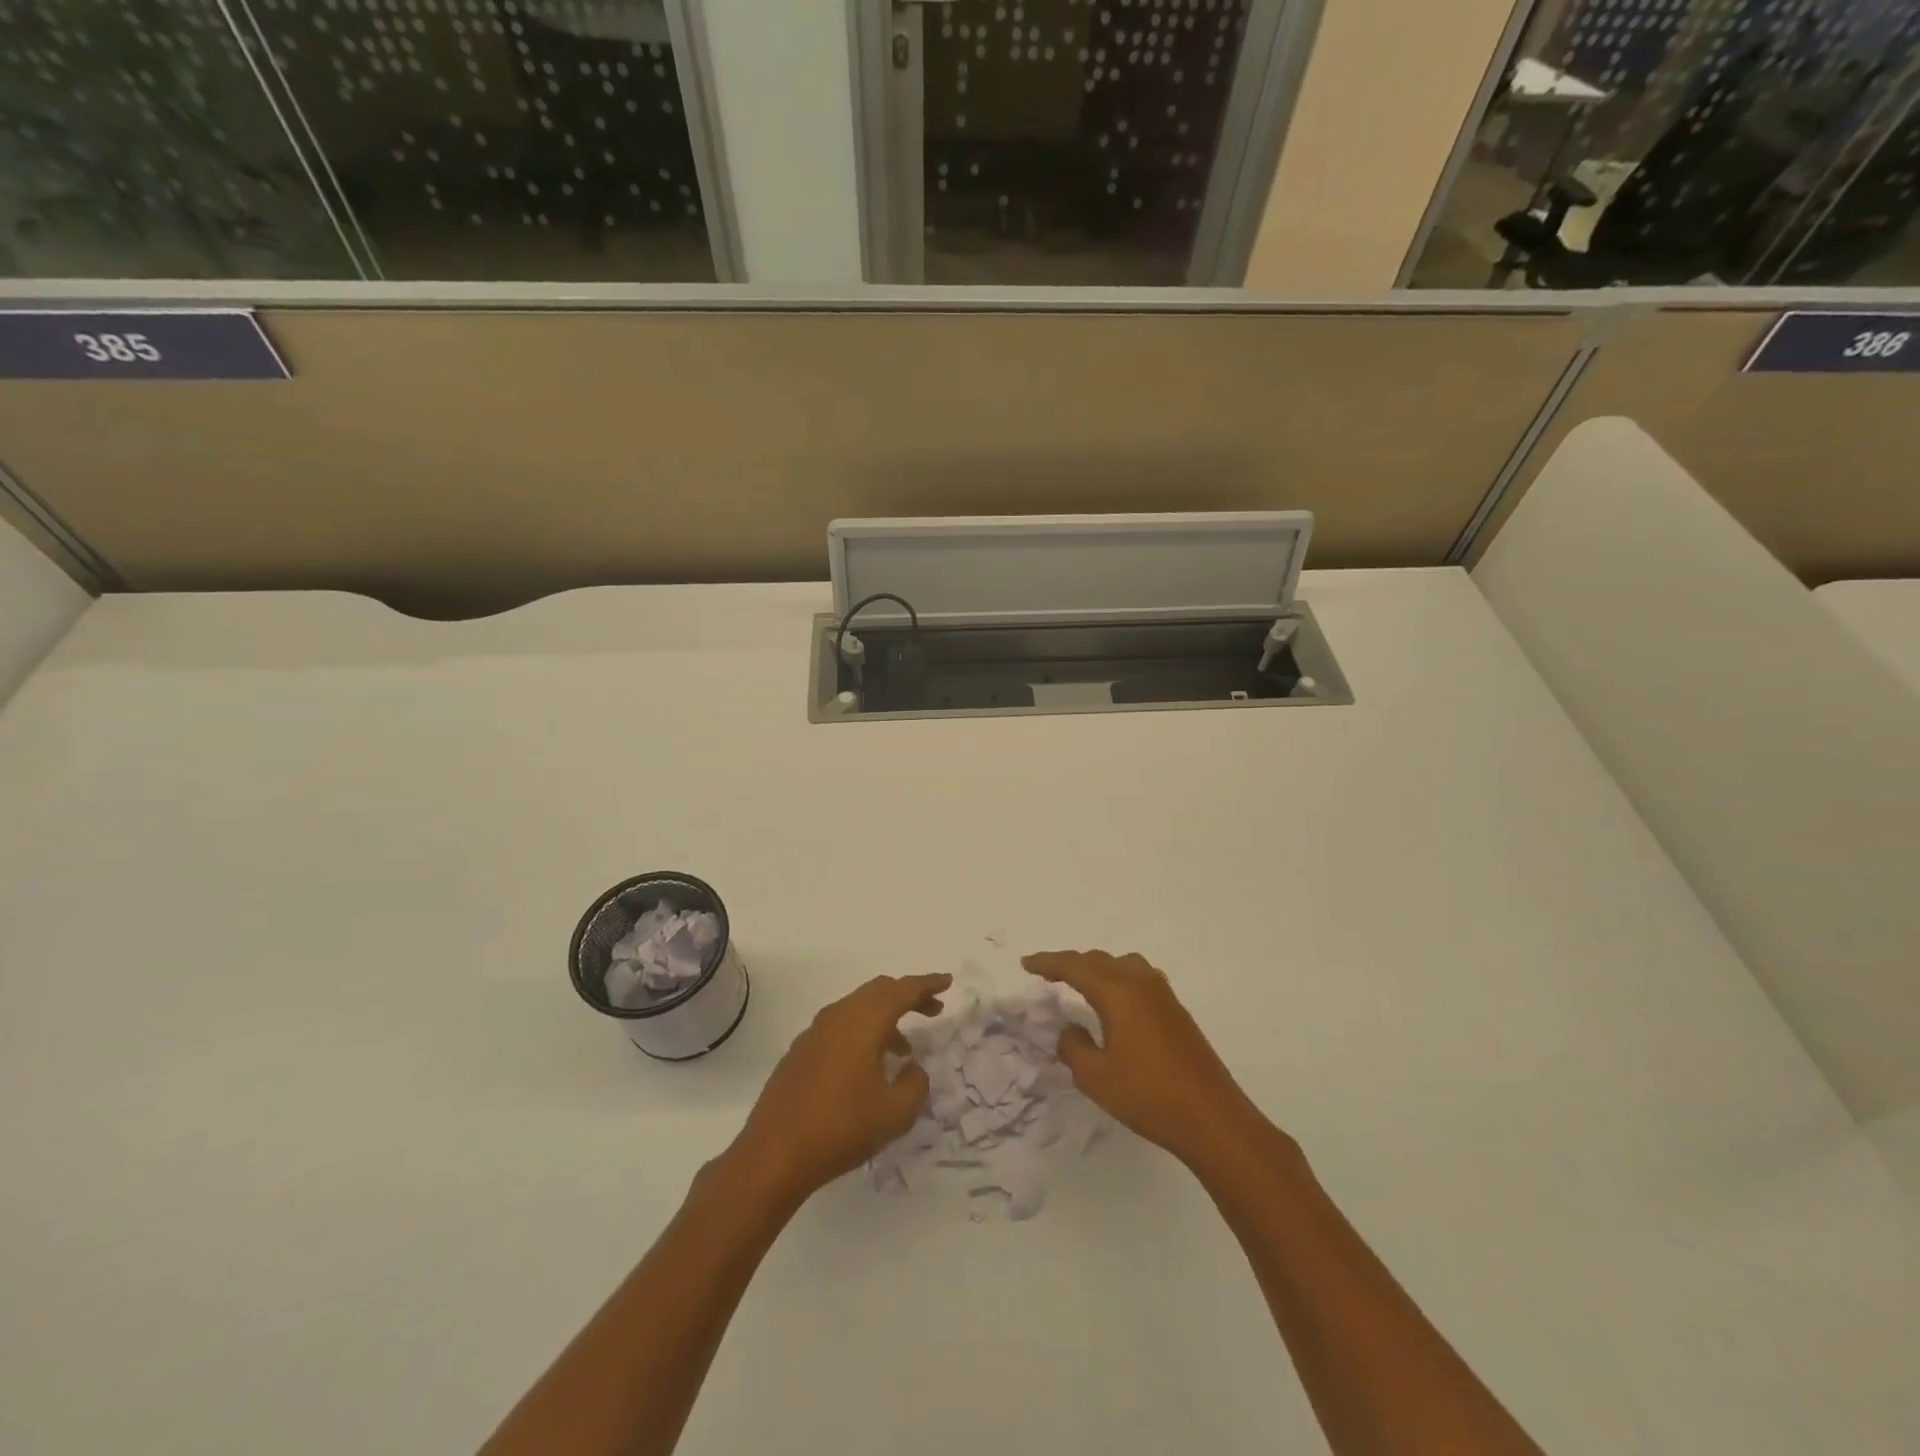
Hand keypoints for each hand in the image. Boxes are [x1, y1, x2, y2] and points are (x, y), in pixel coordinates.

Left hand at [727, 973, 949, 1206]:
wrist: (774, 1154)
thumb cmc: (841, 1128)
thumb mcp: (895, 1113)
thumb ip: (915, 1084)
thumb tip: (912, 1068)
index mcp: (863, 1021)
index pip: (902, 990)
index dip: (927, 984)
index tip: (947, 983)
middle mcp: (838, 1016)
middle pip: (879, 991)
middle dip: (908, 996)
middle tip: (933, 1009)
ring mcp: (815, 1032)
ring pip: (858, 1008)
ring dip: (885, 1018)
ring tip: (905, 1048)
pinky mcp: (800, 1052)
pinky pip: (840, 1027)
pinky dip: (863, 1033)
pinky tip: (869, 1065)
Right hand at [1023, 950, 1259, 1167]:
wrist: (1211, 1117)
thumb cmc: (1148, 1096)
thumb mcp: (1096, 1077)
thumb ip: (1073, 1048)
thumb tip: (1070, 1030)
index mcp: (1117, 992)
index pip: (1074, 966)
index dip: (1048, 963)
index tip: (1026, 963)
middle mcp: (1139, 983)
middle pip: (1098, 960)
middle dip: (1070, 963)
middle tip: (1047, 973)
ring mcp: (1162, 995)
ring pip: (1122, 964)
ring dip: (1098, 968)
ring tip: (1081, 982)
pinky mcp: (1176, 1010)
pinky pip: (1139, 977)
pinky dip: (1118, 978)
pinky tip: (1116, 1000)